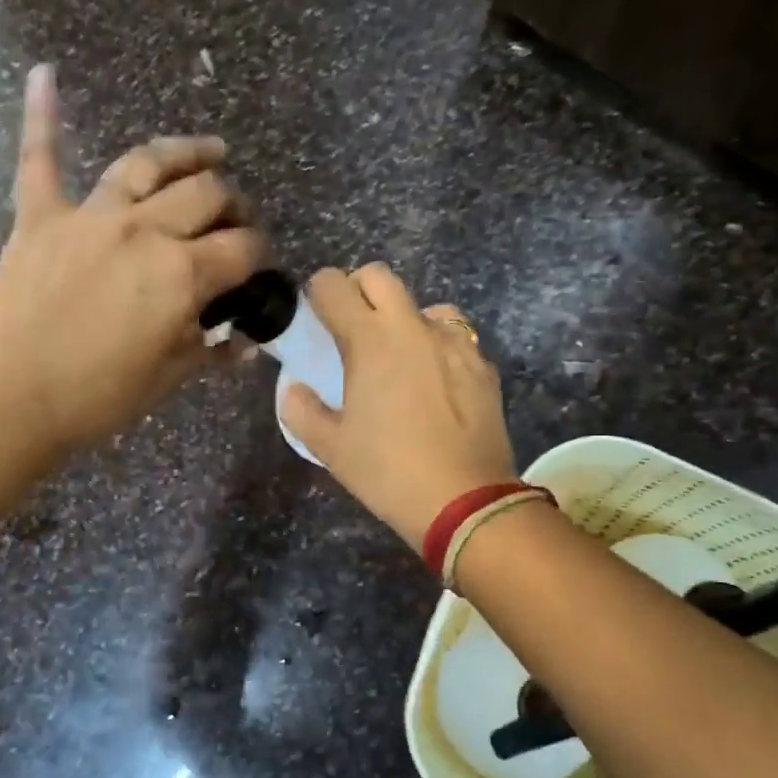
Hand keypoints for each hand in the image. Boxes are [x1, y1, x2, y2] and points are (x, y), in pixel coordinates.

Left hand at [0, 65, 266, 455]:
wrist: (7, 399)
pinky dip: (41, 116)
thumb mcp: (169, 379)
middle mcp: (144, 230)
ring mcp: (90, 216)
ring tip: (212, 150)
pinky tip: (44, 74)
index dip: (261, 255)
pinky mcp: (39, 218)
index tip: (261, 268)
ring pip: (146, 164)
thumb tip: (247, 343)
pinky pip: (40, 159)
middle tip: (238, 222)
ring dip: (185, 153)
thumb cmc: (97, 396)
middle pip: (206, 195)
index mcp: (182, 273)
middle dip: (234, 205)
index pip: (242, 248)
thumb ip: (212, 351)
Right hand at [282, 264, 518, 546]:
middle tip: (352, 328)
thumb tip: (294, 389)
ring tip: (399, 357)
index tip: (316, 316)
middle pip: (380, 276)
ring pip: (423, 305)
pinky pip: (455, 337)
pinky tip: (435, 382)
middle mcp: (412, 327)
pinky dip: (437, 346)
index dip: (319, 293)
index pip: (334, 285)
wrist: (465, 500)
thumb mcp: (331, 448)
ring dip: (404, 318)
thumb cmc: (388, 472)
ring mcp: (454, 342)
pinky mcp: (482, 364)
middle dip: (359, 290)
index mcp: (369, 340)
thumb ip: (302, 410)